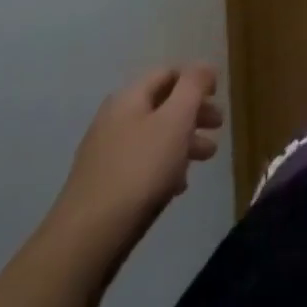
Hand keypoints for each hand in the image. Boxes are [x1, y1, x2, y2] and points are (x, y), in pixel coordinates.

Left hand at [49, 65, 223, 259]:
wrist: (87, 239)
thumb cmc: (139, 171)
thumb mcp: (175, 120)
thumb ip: (193, 87)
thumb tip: (204, 67)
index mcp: (129, 97)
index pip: (168, 73)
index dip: (196, 79)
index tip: (218, 95)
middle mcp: (114, 119)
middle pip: (162, 104)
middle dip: (194, 113)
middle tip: (219, 127)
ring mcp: (106, 153)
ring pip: (154, 136)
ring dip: (183, 141)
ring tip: (206, 158)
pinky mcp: (104, 185)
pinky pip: (142, 164)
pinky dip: (165, 166)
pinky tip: (178, 186)